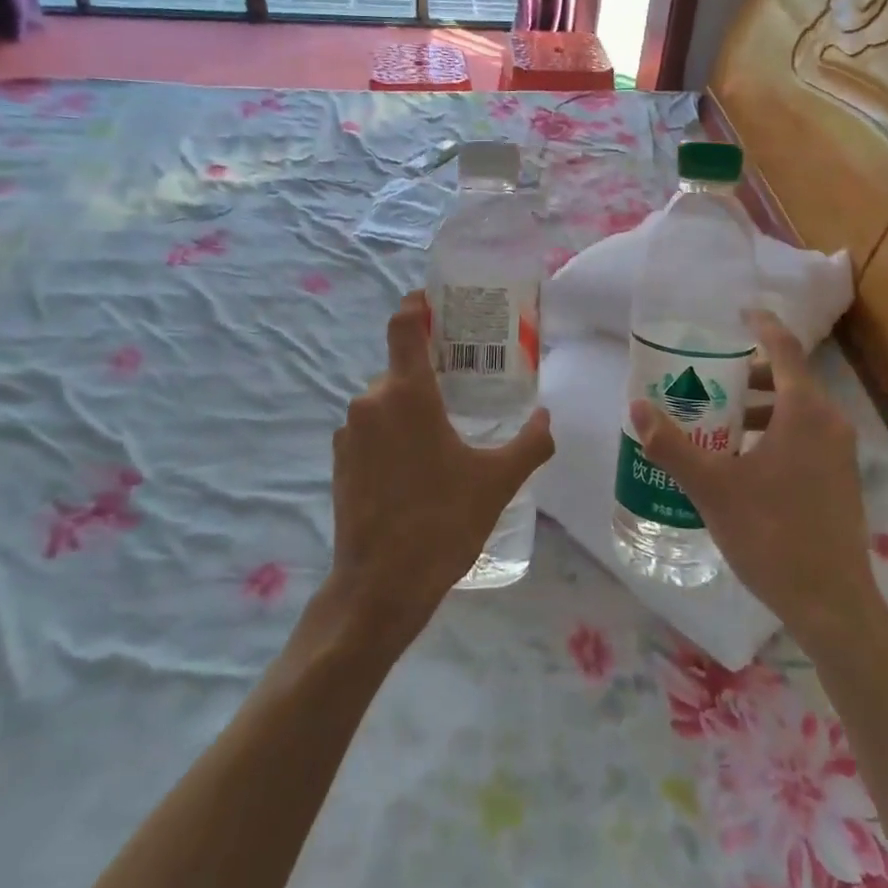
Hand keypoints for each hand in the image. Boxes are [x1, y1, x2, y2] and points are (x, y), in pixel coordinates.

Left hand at [327, 292, 552, 642]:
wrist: (379, 587)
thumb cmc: (442, 522)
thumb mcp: (497, 481)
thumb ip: (530, 443)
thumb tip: (548, 418)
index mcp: (407, 393)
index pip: (404, 324)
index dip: (417, 305)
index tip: (437, 301)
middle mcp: (371, 401)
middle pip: (401, 367)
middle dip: (430, 372)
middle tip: (465, 385)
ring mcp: (348, 432)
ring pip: (385, 401)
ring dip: (412, 407)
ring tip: (445, 433)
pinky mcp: (338, 461)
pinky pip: (370, 429)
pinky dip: (392, 433)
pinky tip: (417, 466)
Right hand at [627, 310, 872, 646]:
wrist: (834, 605)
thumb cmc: (772, 534)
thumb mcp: (712, 487)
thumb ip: (672, 445)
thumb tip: (637, 407)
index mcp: (804, 411)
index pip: (784, 348)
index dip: (762, 325)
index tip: (738, 312)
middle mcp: (829, 423)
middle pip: (788, 379)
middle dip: (747, 374)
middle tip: (707, 379)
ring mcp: (840, 453)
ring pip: (795, 410)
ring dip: (757, 407)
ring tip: (716, 422)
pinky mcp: (839, 479)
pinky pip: (804, 436)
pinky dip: (773, 431)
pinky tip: (741, 462)